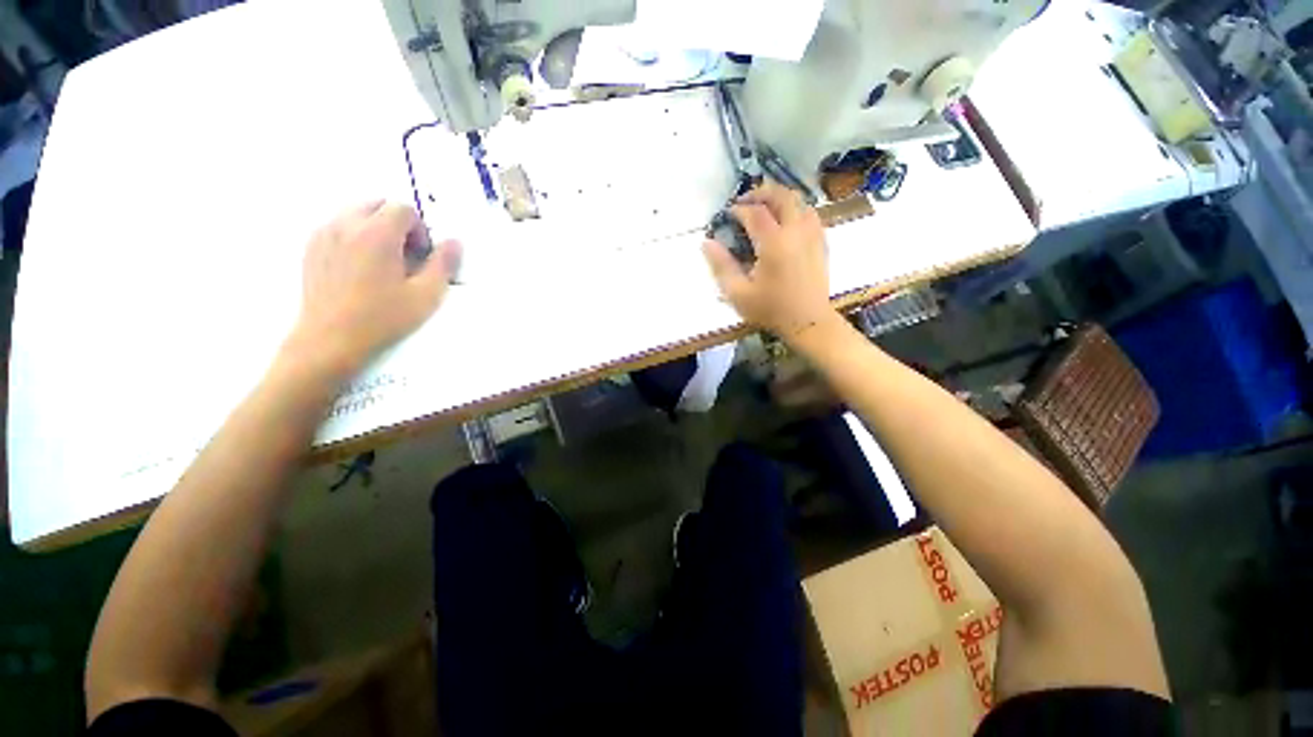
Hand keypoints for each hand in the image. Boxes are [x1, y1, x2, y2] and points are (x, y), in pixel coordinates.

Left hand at [286, 201, 459, 377]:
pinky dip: (355, 236)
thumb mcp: (426, 295)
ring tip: (383, 262)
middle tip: (405, 255)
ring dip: (375, 228)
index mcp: (377, 234)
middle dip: (397, 223)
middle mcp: (347, 225)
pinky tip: (360, 268)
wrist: (330, 340)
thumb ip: (443, 264)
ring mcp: (324, 235)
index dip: (420, 230)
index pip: (403, 209)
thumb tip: (455, 242)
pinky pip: (338, 227)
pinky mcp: (311, 248)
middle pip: (377, 204)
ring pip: (356, 213)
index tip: (422, 255)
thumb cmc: (383, 318)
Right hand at [702, 182, 835, 342]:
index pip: (755, 213)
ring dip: (780, 199)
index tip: (727, 215)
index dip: (739, 209)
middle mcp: (795, 231)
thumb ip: (721, 266)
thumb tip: (706, 242)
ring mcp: (812, 235)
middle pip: (782, 196)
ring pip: (799, 201)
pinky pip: (810, 214)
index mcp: (774, 243)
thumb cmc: (770, 309)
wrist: (807, 322)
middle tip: (745, 201)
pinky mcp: (821, 243)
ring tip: (764, 208)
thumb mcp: (738, 293)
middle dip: (761, 193)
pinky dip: (795, 210)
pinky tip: (785, 223)